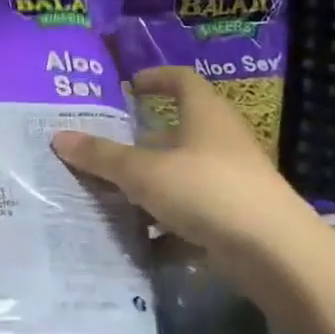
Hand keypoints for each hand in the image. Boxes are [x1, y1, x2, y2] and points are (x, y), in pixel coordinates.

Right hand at [50, 67, 317, 266]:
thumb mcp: (143, 172)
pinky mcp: (234, 218)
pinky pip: (190, 212)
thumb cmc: (207, 192)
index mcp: (206, 116)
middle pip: (175, 132)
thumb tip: (58, 137)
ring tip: (109, 196)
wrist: (275, 255)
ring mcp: (231, 182)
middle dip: (138, 143)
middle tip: (101, 150)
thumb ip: (101, 156)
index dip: (155, 78)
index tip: (127, 86)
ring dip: (147, 185)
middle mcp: (221, 142)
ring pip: (179, 175)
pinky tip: (139, 239)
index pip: (182, 81)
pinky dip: (164, 223)